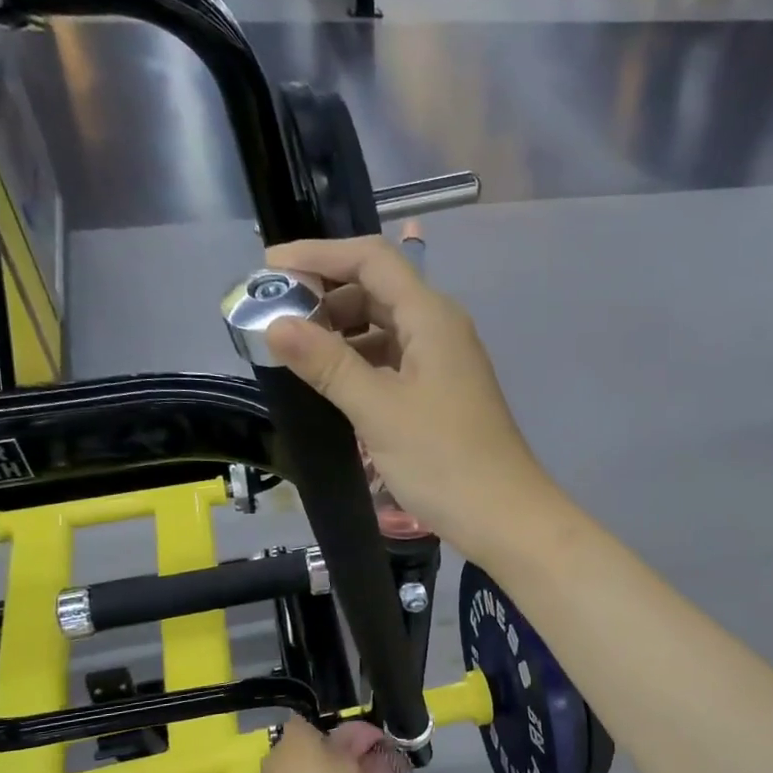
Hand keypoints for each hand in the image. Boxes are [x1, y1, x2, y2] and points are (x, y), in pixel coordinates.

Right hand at [262, 236, 557, 560]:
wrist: (504, 516)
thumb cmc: (443, 460)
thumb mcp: (378, 410)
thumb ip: (327, 364)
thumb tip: (275, 324)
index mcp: (431, 317)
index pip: (371, 259)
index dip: (318, 256)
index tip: (269, 269)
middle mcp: (440, 329)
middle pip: (378, 289)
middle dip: (325, 295)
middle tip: (275, 317)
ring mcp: (443, 362)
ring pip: (385, 327)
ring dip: (341, 331)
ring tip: (295, 350)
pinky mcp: (441, 394)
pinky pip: (394, 361)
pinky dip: (361, 362)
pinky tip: (332, 381)